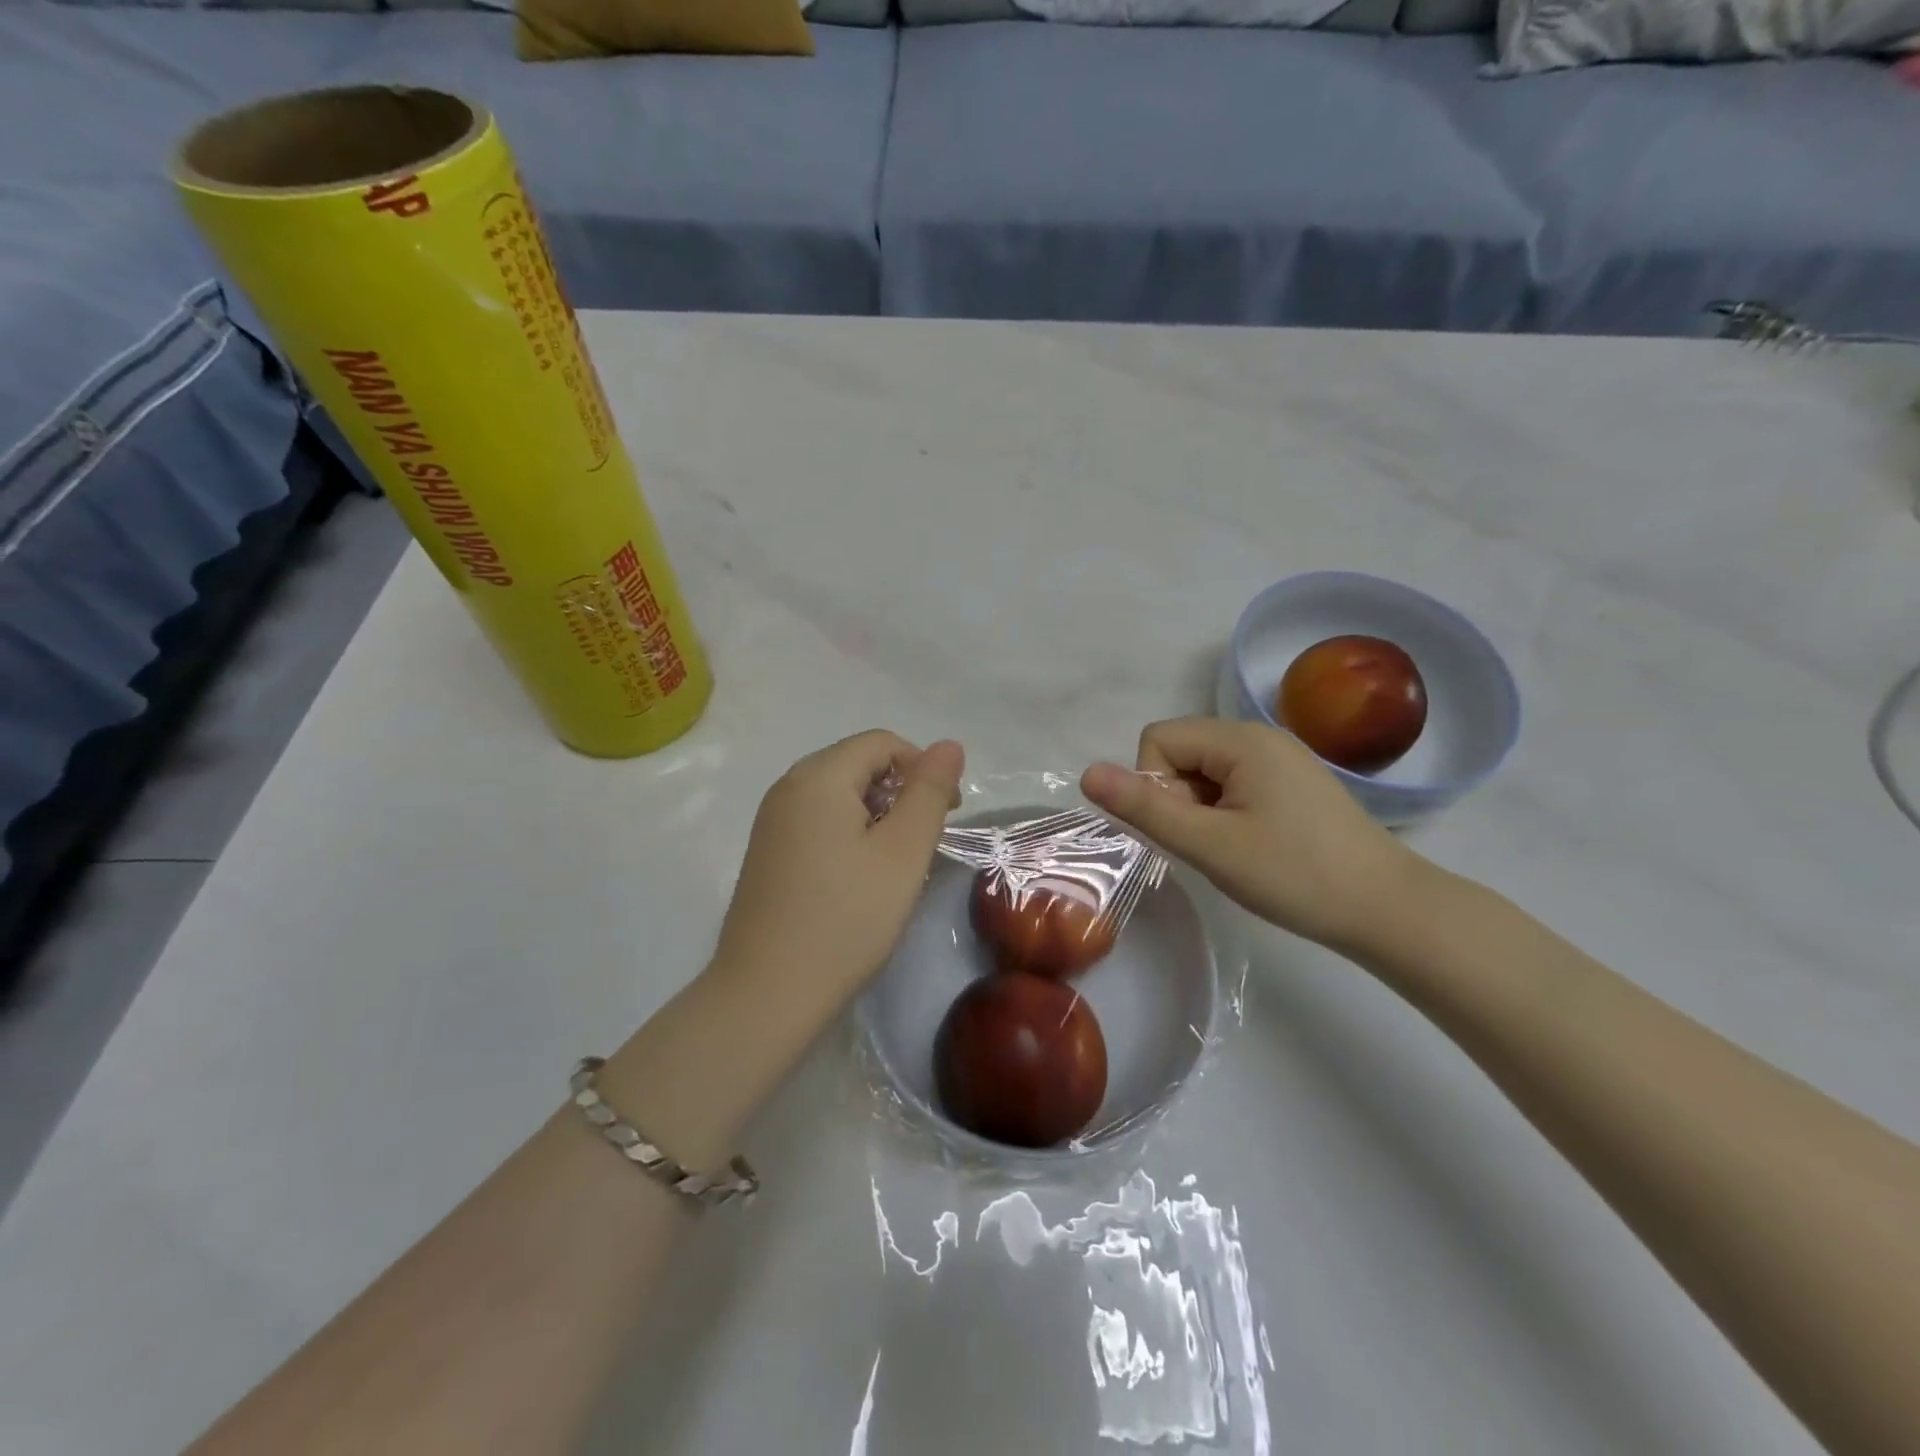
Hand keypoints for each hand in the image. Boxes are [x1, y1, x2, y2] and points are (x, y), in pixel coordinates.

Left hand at [712, 731, 964, 1016]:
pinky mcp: (766, 854)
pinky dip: (849, 834)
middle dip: (901, 791)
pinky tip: (859, 878)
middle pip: (857, 764)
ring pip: (838, 795)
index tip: (947, 815)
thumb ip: (929, 792)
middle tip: (924, 842)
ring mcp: (771, 822)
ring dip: (877, 815)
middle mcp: (787, 787)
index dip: (923, 768)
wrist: (767, 994)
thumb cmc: (846, 917)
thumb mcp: (902, 852)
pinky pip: (817, 822)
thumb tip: (948, 745)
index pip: (882, 743)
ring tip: (896, 863)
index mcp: (818, 776)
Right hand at [1080, 717, 1418, 952]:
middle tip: (1211, 843)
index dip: (1155, 784)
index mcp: (1242, 740)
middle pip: (1181, 750)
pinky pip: (1233, 782)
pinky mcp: (1292, 783)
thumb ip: (1145, 807)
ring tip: (1231, 848)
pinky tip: (1250, 845)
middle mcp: (1260, 736)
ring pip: (1204, 770)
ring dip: (1200, 807)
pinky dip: (1224, 811)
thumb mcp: (1210, 845)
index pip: (1159, 738)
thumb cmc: (1295, 875)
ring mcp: (1280, 759)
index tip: (1188, 828)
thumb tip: (1086, 773)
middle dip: (1177, 796)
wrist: (1387, 910)